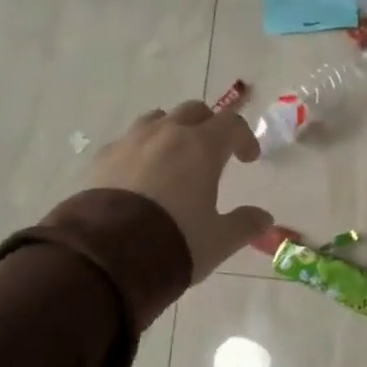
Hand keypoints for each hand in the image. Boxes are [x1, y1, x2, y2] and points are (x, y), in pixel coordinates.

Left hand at [87, 102, 273, 281]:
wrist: (109, 255)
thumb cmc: (175, 242)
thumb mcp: (219, 240)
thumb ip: (245, 225)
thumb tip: (264, 218)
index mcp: (201, 147)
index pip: (231, 125)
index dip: (245, 138)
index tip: (248, 159)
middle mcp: (166, 134)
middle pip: (194, 111)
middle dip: (209, 126)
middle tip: (213, 152)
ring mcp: (130, 142)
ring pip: (157, 119)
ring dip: (172, 131)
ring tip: (174, 158)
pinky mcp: (102, 157)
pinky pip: (127, 141)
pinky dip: (141, 150)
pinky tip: (140, 176)